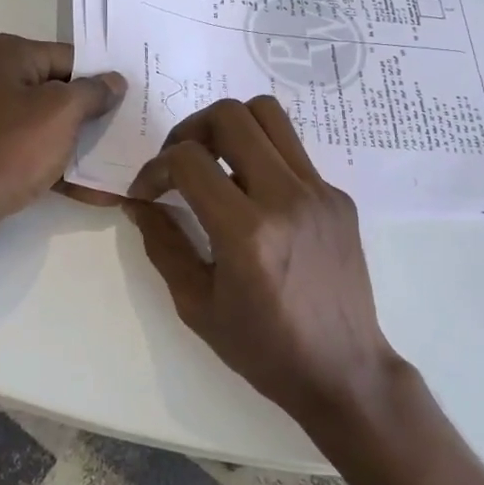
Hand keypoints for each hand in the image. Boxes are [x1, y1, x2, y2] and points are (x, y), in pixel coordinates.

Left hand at [0, 34, 124, 267]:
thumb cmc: (4, 151)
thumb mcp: (59, 114)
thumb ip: (92, 92)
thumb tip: (113, 81)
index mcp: (1, 54)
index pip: (67, 58)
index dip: (101, 80)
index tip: (131, 103)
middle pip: (53, 92)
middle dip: (90, 116)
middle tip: (128, 133)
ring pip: (41, 126)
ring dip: (76, 147)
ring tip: (116, 166)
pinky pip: (24, 154)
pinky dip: (53, 168)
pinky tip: (91, 191)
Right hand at [124, 96, 399, 426]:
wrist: (344, 370)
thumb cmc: (264, 349)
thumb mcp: (197, 305)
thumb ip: (163, 244)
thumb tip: (139, 203)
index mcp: (247, 233)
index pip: (188, 160)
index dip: (154, 168)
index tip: (146, 193)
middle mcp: (286, 198)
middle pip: (230, 115)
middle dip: (189, 130)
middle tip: (178, 164)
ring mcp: (319, 192)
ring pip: (268, 114)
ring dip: (230, 127)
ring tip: (214, 161)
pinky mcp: (338, 196)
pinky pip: (293, 150)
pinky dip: (262, 156)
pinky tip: (253, 195)